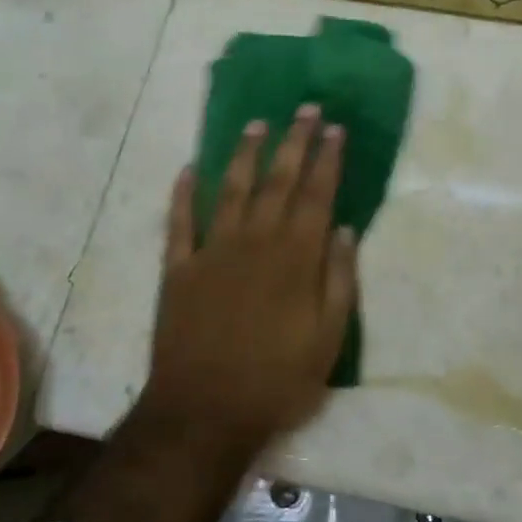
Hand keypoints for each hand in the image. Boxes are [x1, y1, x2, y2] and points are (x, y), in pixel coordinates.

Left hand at [145, 105, 358, 453]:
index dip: (326, 159)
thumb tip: (343, 230)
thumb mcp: (327, 340)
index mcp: (294, 258)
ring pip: (231, 190)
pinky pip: (179, 223)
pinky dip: (183, 195)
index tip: (334, 128)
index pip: (315, 195)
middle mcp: (254, 242)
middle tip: (305, 108)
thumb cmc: (276, 381)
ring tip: (257, 124)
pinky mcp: (178, 269)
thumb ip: (338, 281)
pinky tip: (189, 170)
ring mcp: (212, 252)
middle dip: (293, 141)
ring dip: (245, 155)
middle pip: (277, 181)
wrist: (204, 412)